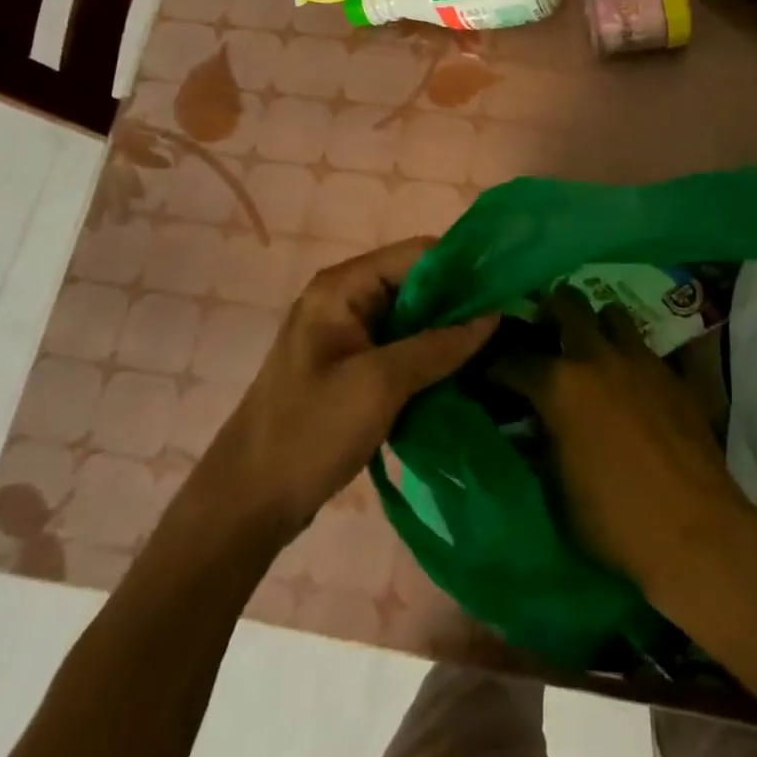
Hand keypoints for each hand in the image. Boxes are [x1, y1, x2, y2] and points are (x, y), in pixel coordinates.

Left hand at [205, 238, 495, 546]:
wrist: (246, 503)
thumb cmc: (308, 432)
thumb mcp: (380, 384)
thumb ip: (439, 345)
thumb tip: (494, 315)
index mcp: (342, 287)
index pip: (417, 254)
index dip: (463, 268)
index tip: (507, 290)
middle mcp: (345, 299)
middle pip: (417, 284)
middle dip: (460, 302)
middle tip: (510, 324)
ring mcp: (348, 335)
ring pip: (413, 319)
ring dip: (449, 332)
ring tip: (497, 346)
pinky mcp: (353, 368)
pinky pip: (402, 348)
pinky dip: (431, 356)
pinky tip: (464, 372)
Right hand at [497, 289, 756, 605]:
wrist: (696, 531)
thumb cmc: (615, 520)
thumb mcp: (557, 489)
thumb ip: (542, 444)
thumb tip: (534, 425)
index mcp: (561, 386)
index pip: (515, 360)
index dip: (497, 366)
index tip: (492, 372)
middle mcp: (599, 358)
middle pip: (569, 304)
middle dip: (552, 309)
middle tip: (546, 327)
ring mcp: (642, 361)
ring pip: (614, 314)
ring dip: (598, 324)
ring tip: (593, 345)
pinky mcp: (675, 375)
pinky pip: (647, 348)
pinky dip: (632, 357)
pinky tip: (632, 382)